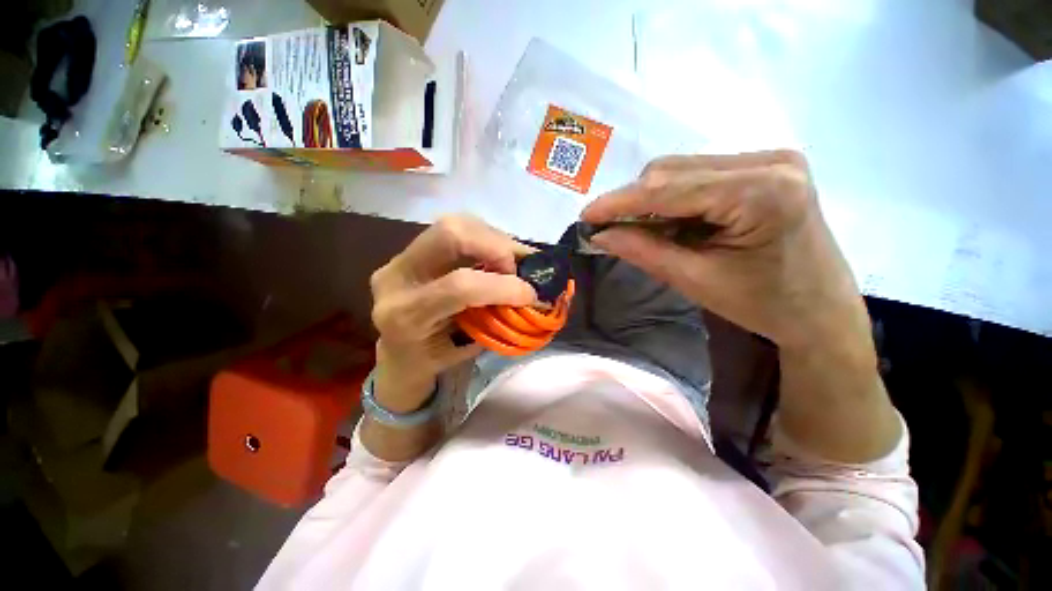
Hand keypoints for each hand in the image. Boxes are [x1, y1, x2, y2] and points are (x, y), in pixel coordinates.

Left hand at [369, 215, 535, 412]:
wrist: (394, 352)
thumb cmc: (430, 361)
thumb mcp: (464, 351)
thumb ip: (494, 322)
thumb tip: (531, 298)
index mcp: (406, 316)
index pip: (460, 286)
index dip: (502, 286)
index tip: (530, 295)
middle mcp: (397, 277)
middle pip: (450, 234)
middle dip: (496, 246)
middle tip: (520, 269)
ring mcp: (400, 257)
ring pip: (454, 224)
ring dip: (494, 239)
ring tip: (513, 262)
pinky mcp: (410, 249)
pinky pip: (454, 229)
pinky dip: (485, 238)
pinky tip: (497, 256)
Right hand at [581, 150, 868, 354]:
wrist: (819, 310)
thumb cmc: (762, 305)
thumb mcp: (695, 280)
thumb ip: (644, 251)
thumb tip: (601, 235)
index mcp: (761, 193)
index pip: (669, 189)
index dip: (620, 202)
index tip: (586, 215)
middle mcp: (769, 161)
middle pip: (674, 170)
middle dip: (634, 201)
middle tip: (610, 229)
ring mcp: (770, 159)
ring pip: (683, 169)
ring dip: (651, 200)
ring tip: (640, 230)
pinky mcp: (765, 167)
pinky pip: (699, 175)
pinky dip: (672, 198)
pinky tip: (669, 222)